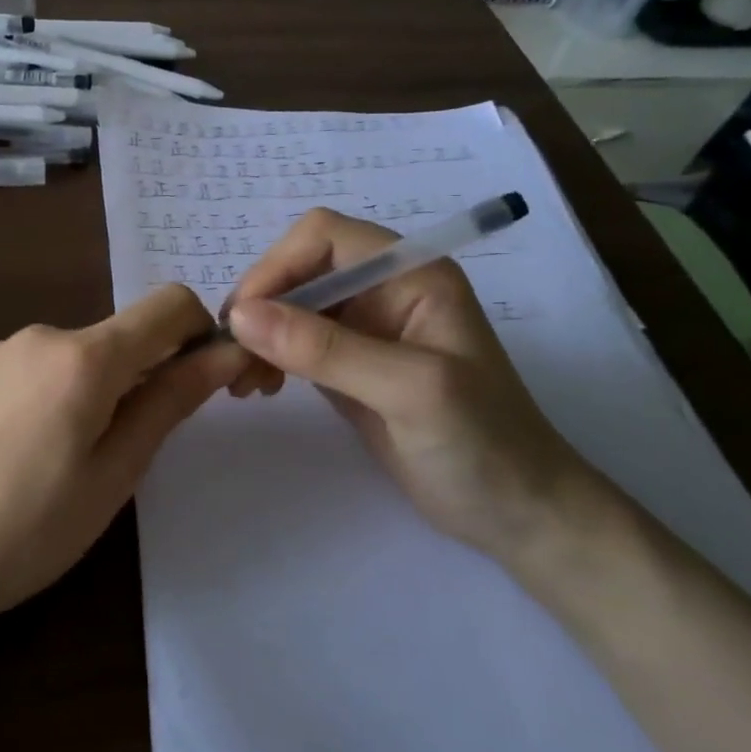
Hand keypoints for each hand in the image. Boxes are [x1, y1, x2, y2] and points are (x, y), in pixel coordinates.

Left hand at [0, 286, 243, 626]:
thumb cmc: (30, 529)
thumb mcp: (115, 472)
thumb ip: (169, 402)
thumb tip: (226, 354)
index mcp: (84, 356)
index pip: (170, 305)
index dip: (203, 333)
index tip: (209, 384)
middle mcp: (43, 334)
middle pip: (126, 332)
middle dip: (153, 371)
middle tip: (146, 444)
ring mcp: (5, 349)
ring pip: (86, 352)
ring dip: (108, 386)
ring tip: (85, 458)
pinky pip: (46, 365)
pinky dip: (68, 391)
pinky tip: (42, 449)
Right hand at [222, 208, 600, 562]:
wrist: (517, 515)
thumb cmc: (482, 444)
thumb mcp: (409, 390)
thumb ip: (326, 349)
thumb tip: (240, 316)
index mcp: (410, 274)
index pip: (324, 236)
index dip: (277, 266)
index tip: (244, 318)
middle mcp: (383, 289)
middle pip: (299, 268)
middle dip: (260, 305)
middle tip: (232, 356)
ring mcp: (364, 328)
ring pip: (287, 306)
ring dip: (257, 335)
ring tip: (240, 381)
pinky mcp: (346, 364)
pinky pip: (291, 342)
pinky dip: (266, 357)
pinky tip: (259, 388)